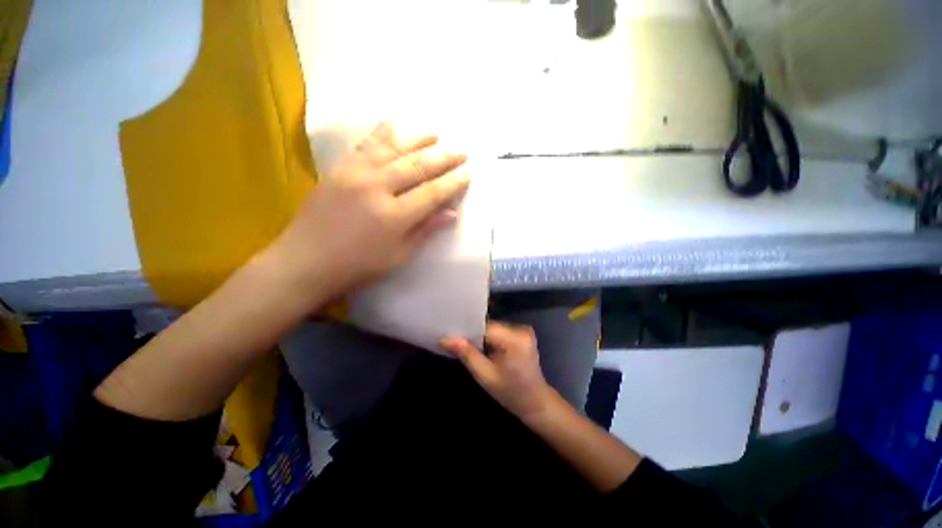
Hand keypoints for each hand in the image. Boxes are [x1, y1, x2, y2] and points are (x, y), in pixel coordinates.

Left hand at [267, 122, 468, 303]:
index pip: (432, 193)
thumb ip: (425, 230)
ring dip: (417, 139)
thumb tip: (451, 213)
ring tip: (435, 133)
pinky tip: (394, 123)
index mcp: (394, 216)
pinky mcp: (338, 169)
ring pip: (392, 148)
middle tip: (461, 150)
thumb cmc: (357, 267)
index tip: (467, 173)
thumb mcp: (398, 256)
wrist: (304, 262)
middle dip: (443, 157)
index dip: (452, 183)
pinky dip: (381, 133)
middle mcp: (376, 188)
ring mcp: (354, 174)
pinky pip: (364, 145)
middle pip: (416, 166)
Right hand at [441, 322, 557, 420]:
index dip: (466, 330)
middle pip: (488, 326)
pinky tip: (481, 347)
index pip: (484, 327)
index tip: (449, 334)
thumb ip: (466, 354)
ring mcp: (523, 330)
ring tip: (465, 345)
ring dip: (480, 336)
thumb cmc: (511, 393)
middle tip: (454, 341)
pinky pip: (499, 331)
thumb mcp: (485, 376)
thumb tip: (444, 338)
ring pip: (492, 328)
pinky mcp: (522, 334)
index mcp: (515, 339)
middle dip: (472, 334)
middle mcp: (521, 329)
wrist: (536, 402)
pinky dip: (489, 338)